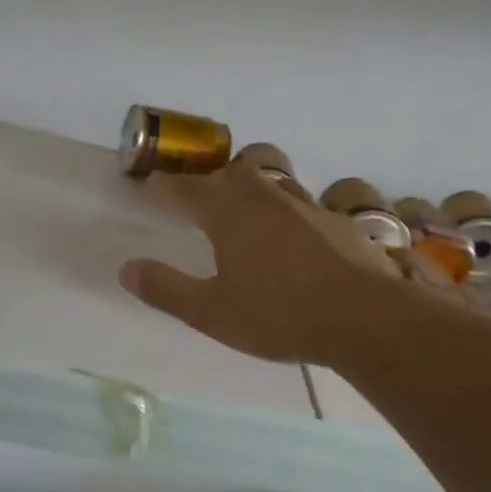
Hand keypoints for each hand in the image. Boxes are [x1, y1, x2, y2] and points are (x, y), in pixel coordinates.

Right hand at [119, 162, 397, 363]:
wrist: (363, 317)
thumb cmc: (279, 315)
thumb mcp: (212, 313)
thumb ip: (167, 289)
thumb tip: (126, 268)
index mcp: (228, 213)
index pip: (186, 188)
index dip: (166, 186)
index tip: (151, 185)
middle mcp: (265, 198)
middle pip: (230, 174)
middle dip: (208, 182)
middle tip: (196, 198)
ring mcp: (305, 206)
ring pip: (268, 185)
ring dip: (248, 192)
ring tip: (241, 214)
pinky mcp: (336, 222)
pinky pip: (300, 207)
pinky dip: (285, 216)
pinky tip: (291, 242)